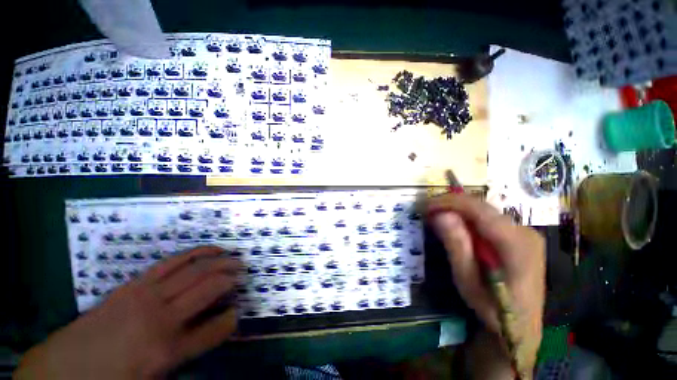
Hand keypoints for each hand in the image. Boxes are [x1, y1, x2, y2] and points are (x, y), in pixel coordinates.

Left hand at [15, 247, 239, 378]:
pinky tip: (211, 249)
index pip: (215, 329)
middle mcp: (161, 317)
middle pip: (209, 287)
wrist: (64, 368)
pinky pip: (174, 261)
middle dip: (232, 278)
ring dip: (221, 261)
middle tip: (245, 273)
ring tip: (235, 257)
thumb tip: (218, 326)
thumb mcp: (154, 379)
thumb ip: (189, 353)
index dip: (232, 318)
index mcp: (166, 350)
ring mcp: (146, 295)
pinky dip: (197, 253)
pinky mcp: (135, 283)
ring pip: (195, 269)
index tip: (239, 311)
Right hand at [427, 193, 544, 376]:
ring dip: (457, 211)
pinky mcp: (520, 237)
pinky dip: (467, 219)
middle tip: (426, 211)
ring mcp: (525, 233)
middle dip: (450, 205)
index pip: (478, 209)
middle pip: (481, 207)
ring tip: (435, 216)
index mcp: (516, 243)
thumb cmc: (491, 309)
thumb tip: (439, 215)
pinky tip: (455, 226)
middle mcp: (525, 231)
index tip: (424, 205)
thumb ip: (456, 245)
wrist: (520, 328)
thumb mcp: (468, 280)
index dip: (448, 202)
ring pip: (483, 211)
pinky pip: (488, 220)